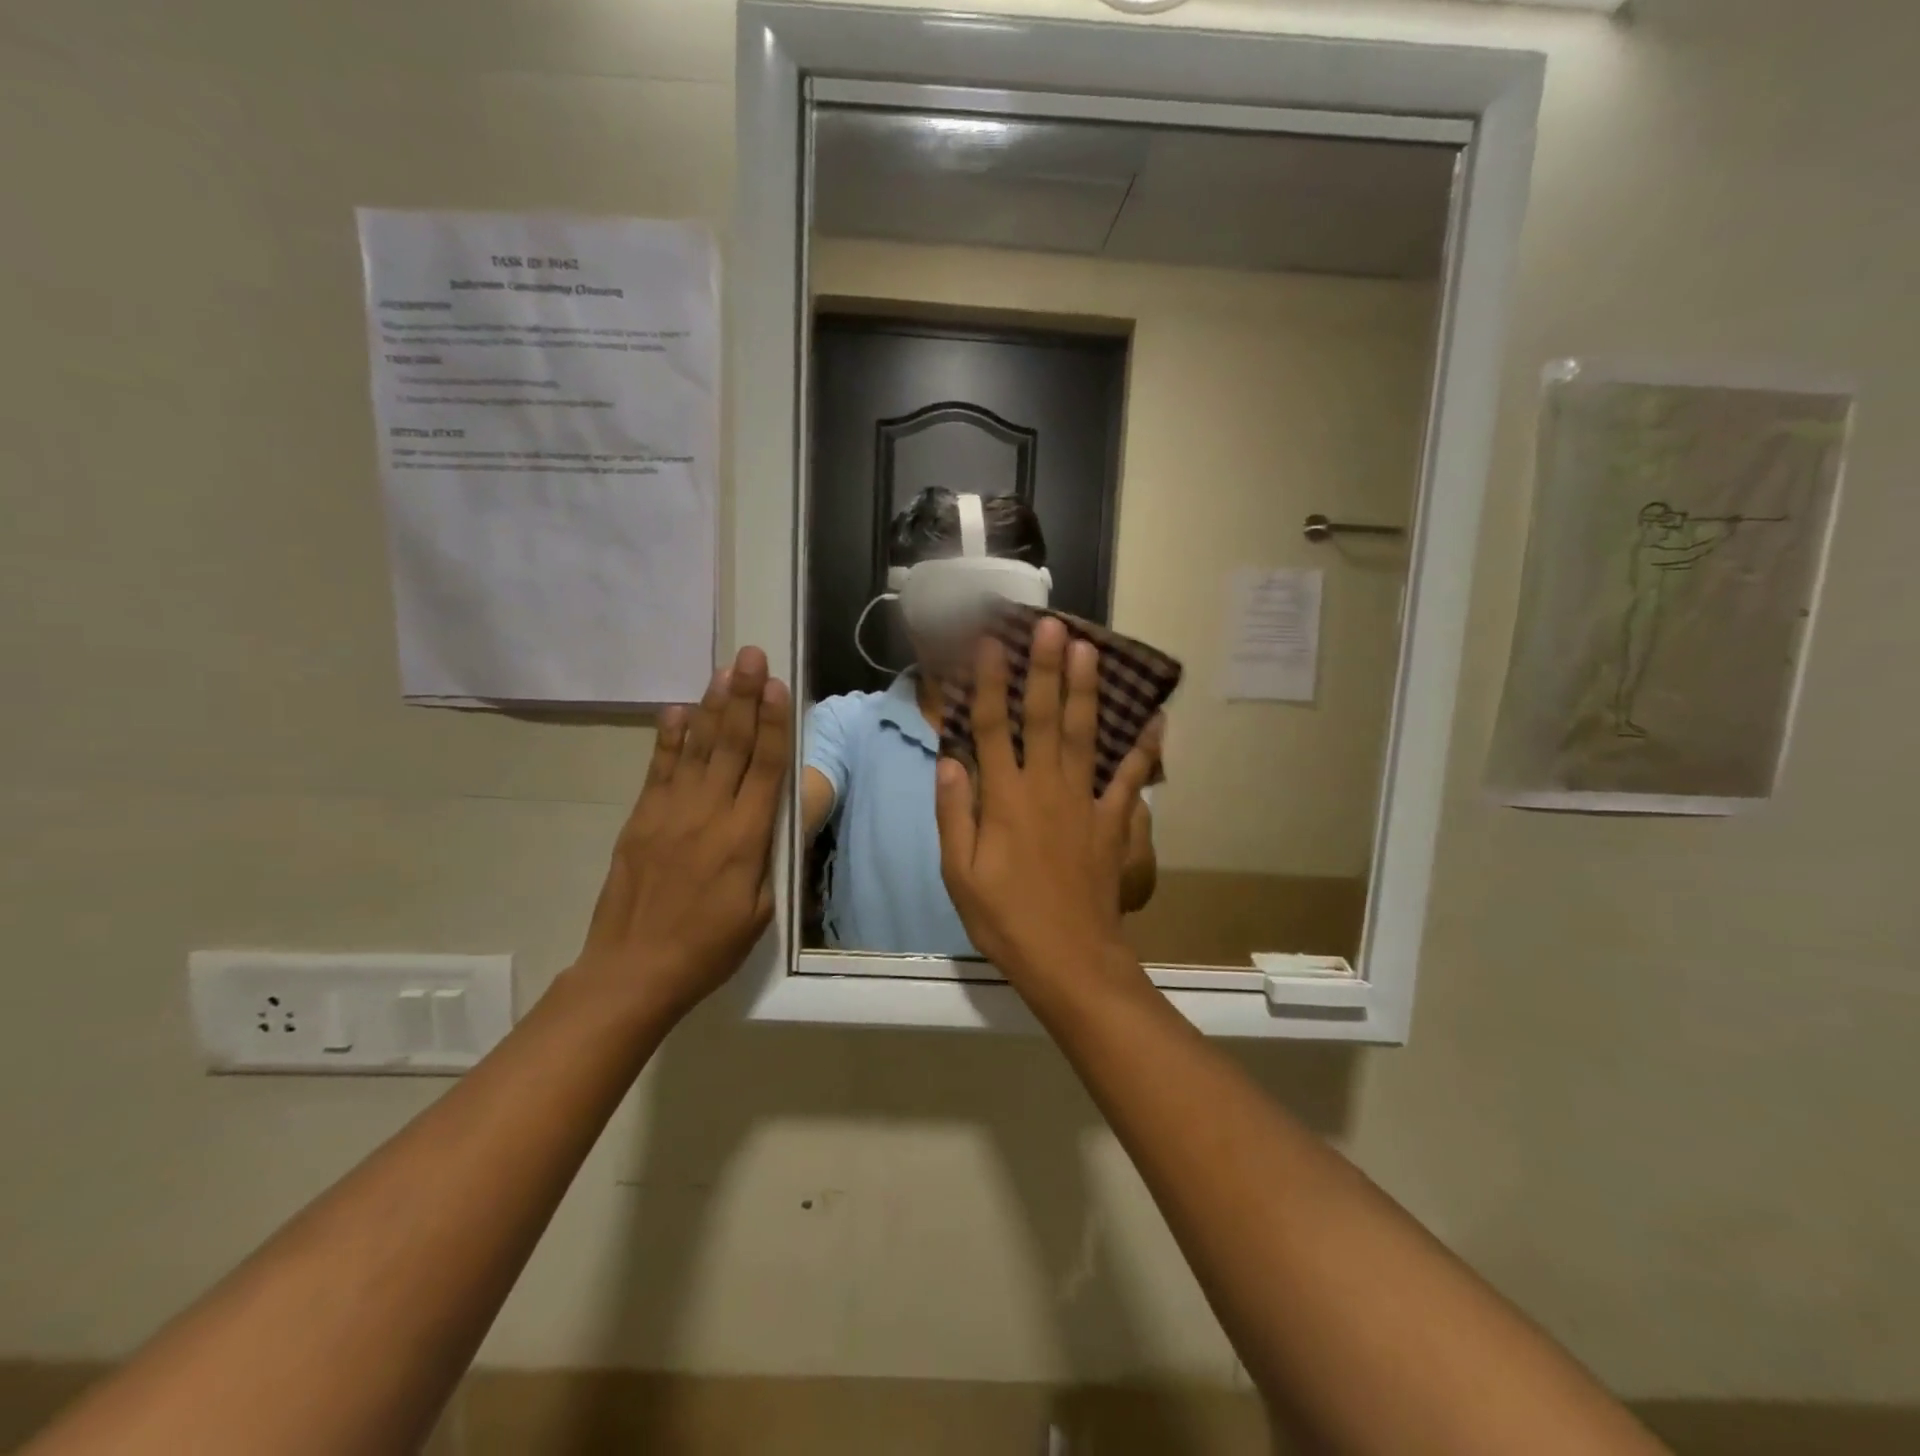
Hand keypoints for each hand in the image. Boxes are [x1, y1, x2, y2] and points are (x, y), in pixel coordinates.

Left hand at [572, 646, 790, 1019]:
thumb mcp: (761, 910)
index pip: (765, 768)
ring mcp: (670, 813)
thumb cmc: (709, 947)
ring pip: (696, 748)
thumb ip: (771, 855)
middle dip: (744, 697)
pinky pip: (659, 769)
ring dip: (712, 706)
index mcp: (745, 838)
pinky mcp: (642, 819)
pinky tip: (677, 710)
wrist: (633, 971)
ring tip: (723, 670)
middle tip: (751, 656)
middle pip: (731, 746)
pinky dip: (669, 737)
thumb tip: (784, 810)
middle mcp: (709, 814)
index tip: (776, 686)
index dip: (772, 723)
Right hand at [934, 618, 1160, 1000]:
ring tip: (1090, 649)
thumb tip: (949, 760)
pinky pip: (1131, 779)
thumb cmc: (1005, 918)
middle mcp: (1044, 788)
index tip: (989, 644)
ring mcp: (1084, 803)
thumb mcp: (959, 873)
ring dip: (1086, 690)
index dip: (989, 683)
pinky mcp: (1113, 823)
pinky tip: (1154, 719)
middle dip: (1045, 668)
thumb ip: (953, 813)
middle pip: (1043, 718)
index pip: (991, 729)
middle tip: (1052, 625)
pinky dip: (1143, 749)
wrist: (1068, 959)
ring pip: (1084, 735)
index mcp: (1003, 799)